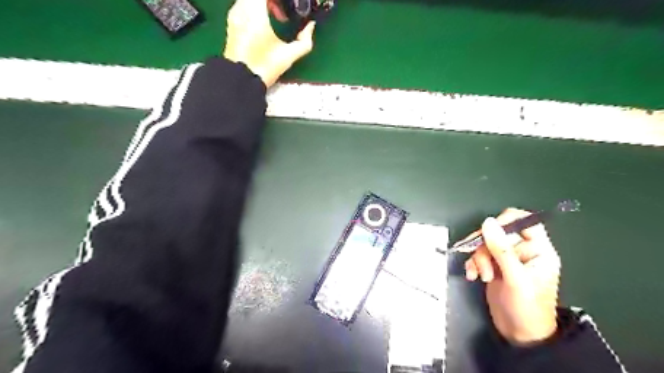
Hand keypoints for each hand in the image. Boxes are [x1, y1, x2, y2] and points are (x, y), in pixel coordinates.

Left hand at [225, 0, 314, 87]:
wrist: (240, 80)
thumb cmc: (264, 66)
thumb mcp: (289, 55)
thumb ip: (305, 40)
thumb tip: (310, 27)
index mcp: (256, 11)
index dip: (279, 0)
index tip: (288, 6)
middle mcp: (242, 8)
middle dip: (273, 1)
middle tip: (284, 14)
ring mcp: (234, 15)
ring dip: (263, 4)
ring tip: (277, 19)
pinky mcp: (231, 24)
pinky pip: (243, 6)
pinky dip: (255, 9)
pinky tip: (264, 26)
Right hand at [463, 208, 562, 344]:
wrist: (519, 334)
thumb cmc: (527, 307)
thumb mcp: (515, 278)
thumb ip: (501, 249)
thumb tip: (488, 222)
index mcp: (538, 250)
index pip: (525, 222)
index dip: (507, 221)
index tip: (490, 231)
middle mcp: (522, 251)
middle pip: (498, 233)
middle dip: (486, 247)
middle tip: (483, 262)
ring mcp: (507, 259)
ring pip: (486, 244)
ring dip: (478, 258)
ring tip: (482, 275)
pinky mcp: (494, 267)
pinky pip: (479, 255)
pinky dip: (473, 264)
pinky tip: (473, 275)